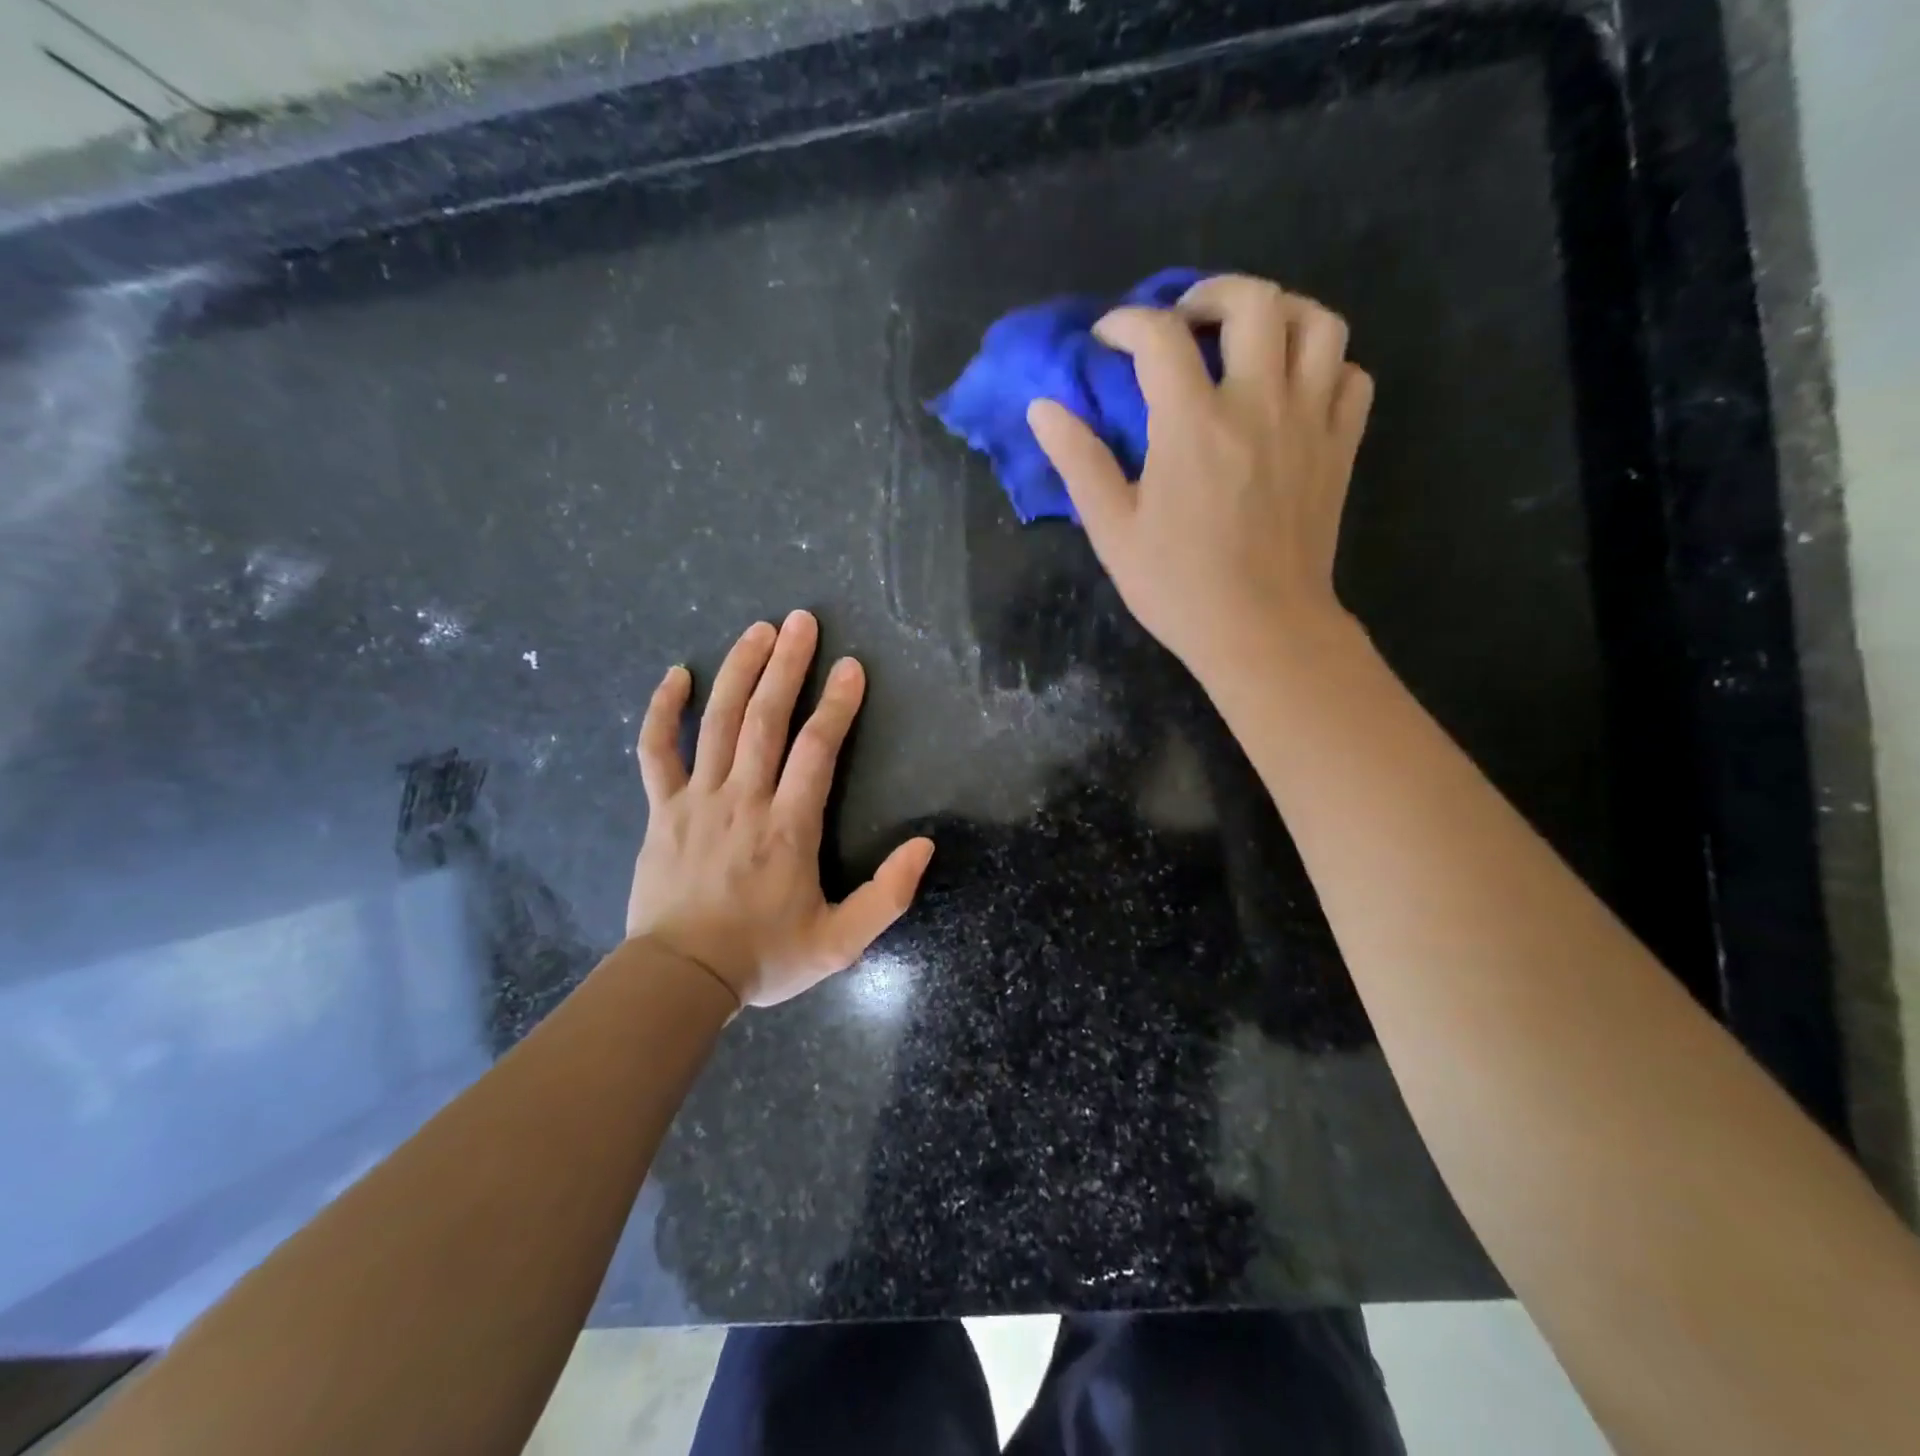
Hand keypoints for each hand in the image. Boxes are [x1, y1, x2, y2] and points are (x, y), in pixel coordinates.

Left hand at [626, 611, 934, 1007]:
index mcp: (788, 827)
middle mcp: (744, 799)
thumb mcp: (840, 942)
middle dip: (788, 665)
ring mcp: (697, 800)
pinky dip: (663, 710)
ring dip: (740, 671)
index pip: (818, 749)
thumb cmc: (764, 957)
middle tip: (802, 621)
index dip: (837, 704)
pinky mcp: (661, 809)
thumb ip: (887, 896)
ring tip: (758, 630)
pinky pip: (656, 750)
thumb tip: (924, 846)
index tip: (851, 667)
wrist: (679, 979)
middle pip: (767, 719)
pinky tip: (677, 675)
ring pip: (719, 722)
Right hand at [1027, 274, 1373, 681]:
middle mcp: (1259, 403)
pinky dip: (1325, 364)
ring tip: (1247, 340)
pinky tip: (1294, 388)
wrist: (1262, 630)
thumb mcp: (1113, 530)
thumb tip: (1044, 408)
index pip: (1159, 336)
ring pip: (1318, 322)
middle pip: (1253, 300)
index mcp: (1193, 423)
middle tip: (1183, 323)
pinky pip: (1352, 374)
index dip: (1126, 323)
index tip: (1107, 339)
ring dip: (1279, 313)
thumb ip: (1079, 462)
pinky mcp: (1340, 446)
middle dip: (1210, 295)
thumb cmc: (1178, 586)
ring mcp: (1310, 420)